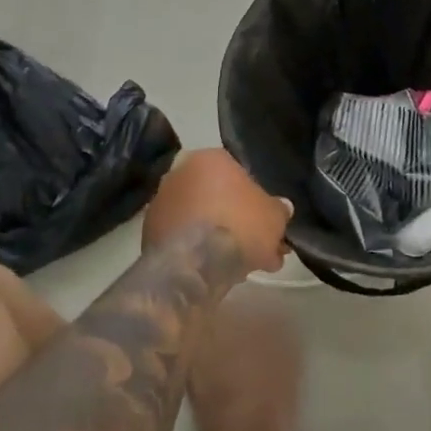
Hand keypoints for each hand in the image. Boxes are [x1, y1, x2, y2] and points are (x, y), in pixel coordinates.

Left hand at [143, 149, 292, 274]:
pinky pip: (184, 239)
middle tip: (259, 247)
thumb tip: (282, 208)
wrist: (194, 264)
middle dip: (239, 222)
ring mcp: (160, 203)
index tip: (266, 222)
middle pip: (217, 198)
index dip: (256, 202)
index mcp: (209, 158)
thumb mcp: (274, 216)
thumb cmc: (240, 225)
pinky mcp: (148, 234)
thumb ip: (278, 210)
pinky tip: (218, 273)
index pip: (238, 174)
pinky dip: (198, 252)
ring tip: (243, 268)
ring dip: (219, 239)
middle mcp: (180, 173)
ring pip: (200, 220)